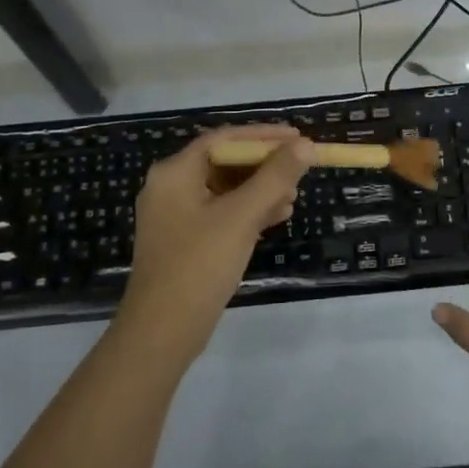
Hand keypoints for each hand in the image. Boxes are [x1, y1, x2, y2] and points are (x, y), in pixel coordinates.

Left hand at [115, 124, 316, 363]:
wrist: (163, 332)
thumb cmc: (199, 265)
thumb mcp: (241, 216)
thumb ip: (274, 177)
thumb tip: (305, 145)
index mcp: (175, 172)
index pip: (224, 138)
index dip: (263, 135)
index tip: (298, 137)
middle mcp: (171, 187)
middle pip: (225, 161)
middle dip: (265, 165)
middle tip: (300, 168)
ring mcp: (177, 215)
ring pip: (226, 189)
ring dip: (261, 189)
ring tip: (294, 197)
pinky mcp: (186, 240)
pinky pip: (222, 212)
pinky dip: (249, 211)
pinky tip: (278, 217)